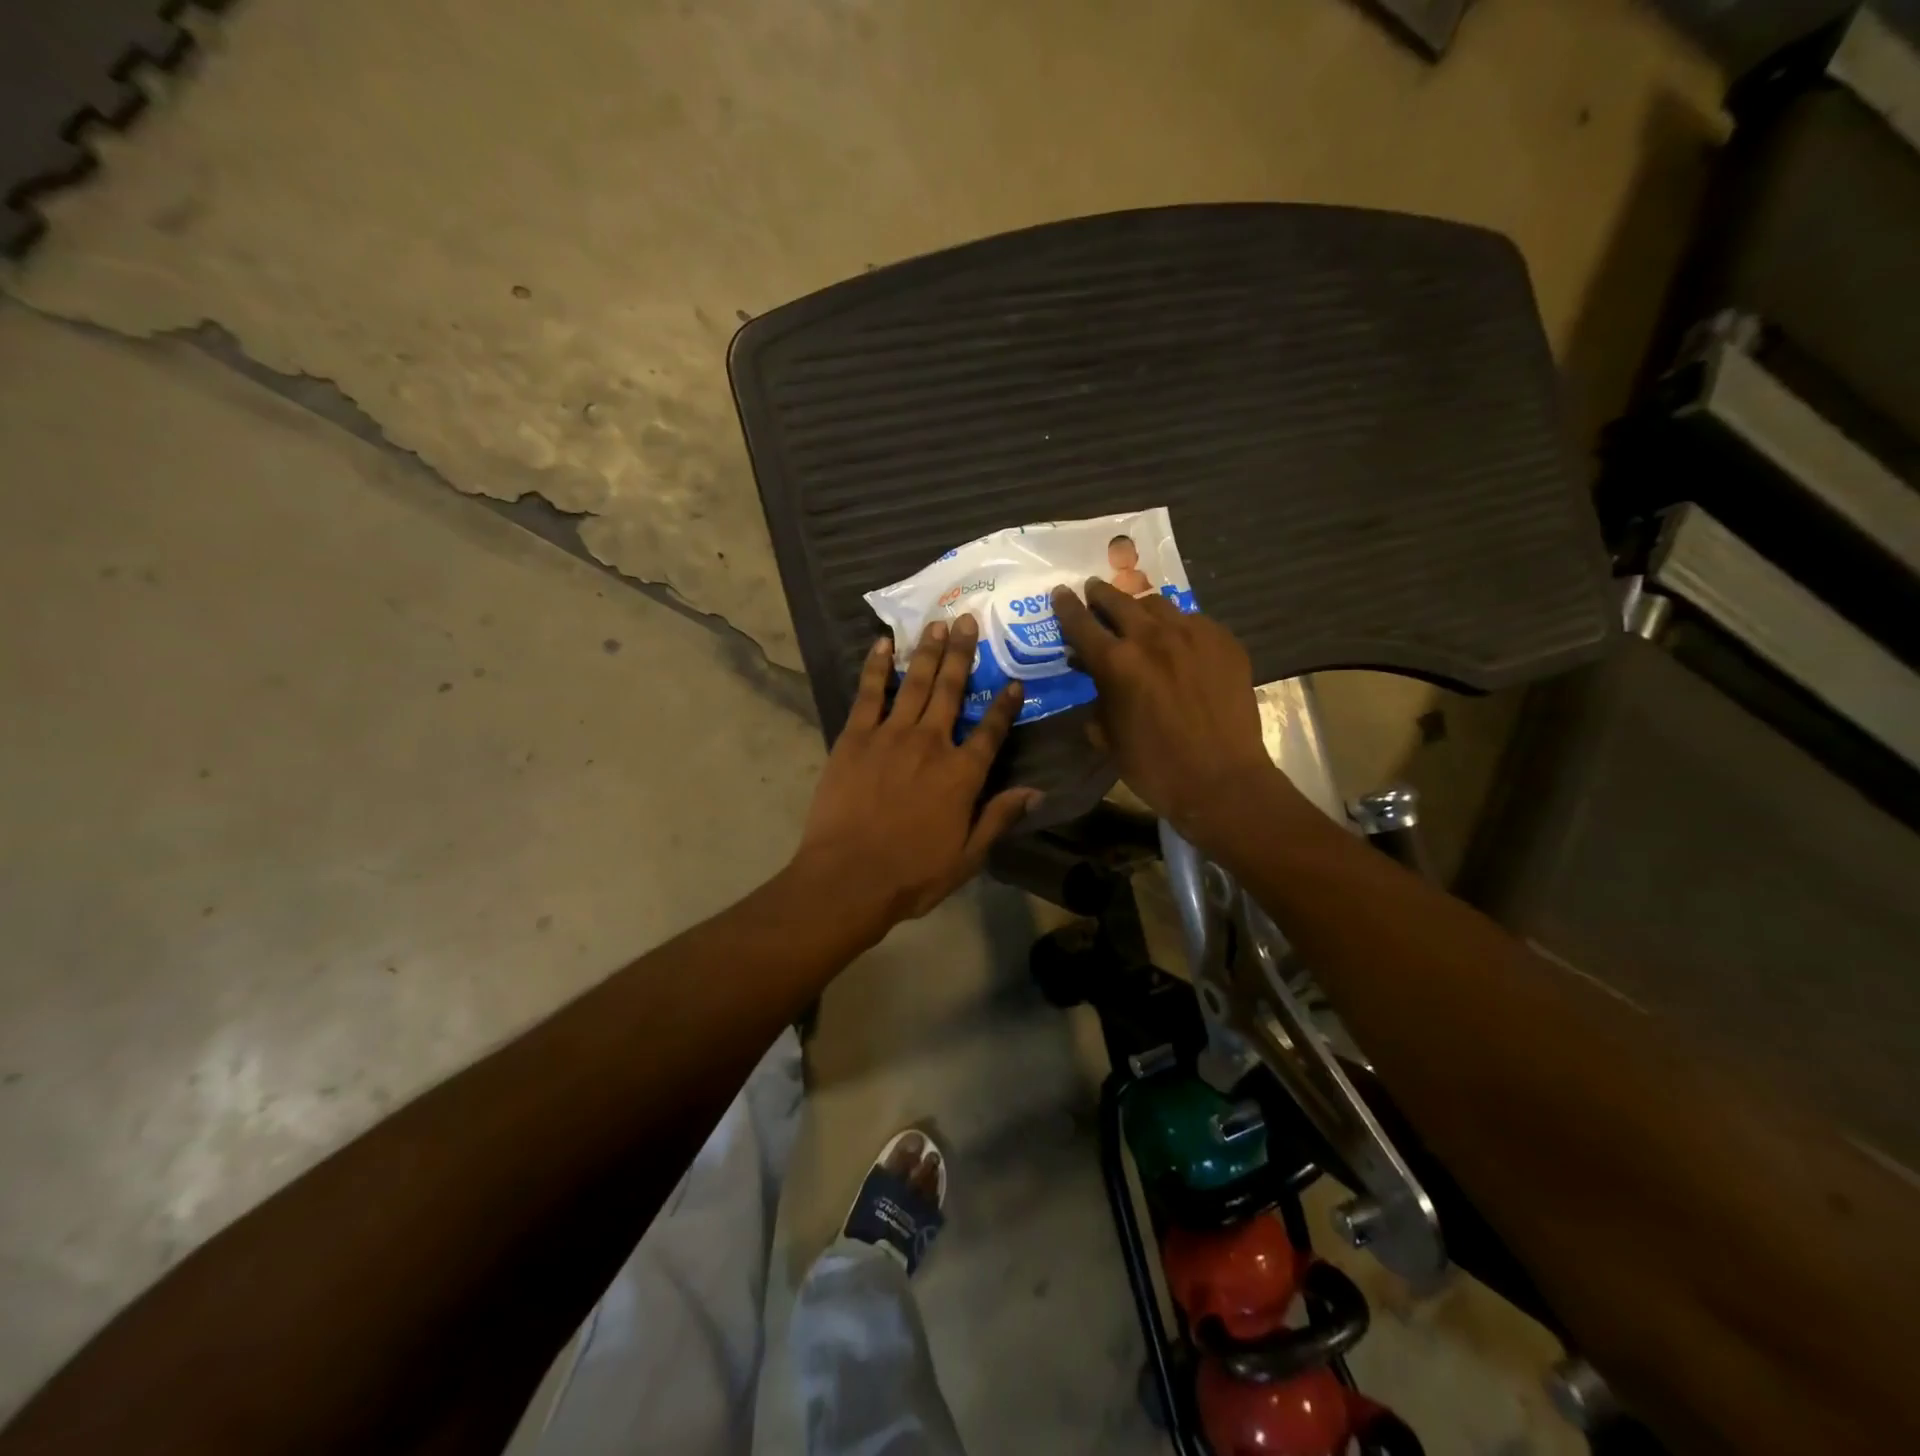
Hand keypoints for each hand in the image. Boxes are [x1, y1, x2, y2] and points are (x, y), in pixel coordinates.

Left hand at [793, 614, 1039, 931]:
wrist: (848, 877)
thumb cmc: (912, 874)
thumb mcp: (968, 856)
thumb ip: (999, 818)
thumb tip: (1036, 791)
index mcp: (962, 774)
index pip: (991, 731)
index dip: (1005, 705)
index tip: (1013, 681)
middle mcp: (931, 743)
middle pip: (951, 691)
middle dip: (962, 654)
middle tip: (967, 621)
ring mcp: (890, 736)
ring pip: (915, 684)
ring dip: (927, 652)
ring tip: (936, 624)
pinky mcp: (855, 737)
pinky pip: (870, 694)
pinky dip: (877, 667)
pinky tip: (883, 645)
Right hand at [1052, 580, 1286, 840]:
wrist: (1221, 780)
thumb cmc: (1154, 767)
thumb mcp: (1108, 735)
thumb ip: (1096, 697)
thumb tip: (1092, 676)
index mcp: (1115, 662)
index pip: (1080, 622)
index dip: (1066, 607)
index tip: (1060, 593)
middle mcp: (1152, 637)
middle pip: (1118, 601)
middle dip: (1101, 594)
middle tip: (1094, 591)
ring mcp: (1193, 635)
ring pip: (1158, 605)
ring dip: (1140, 609)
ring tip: (1138, 617)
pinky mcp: (1224, 641)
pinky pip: (1194, 621)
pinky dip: (1178, 627)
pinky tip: (1179, 642)